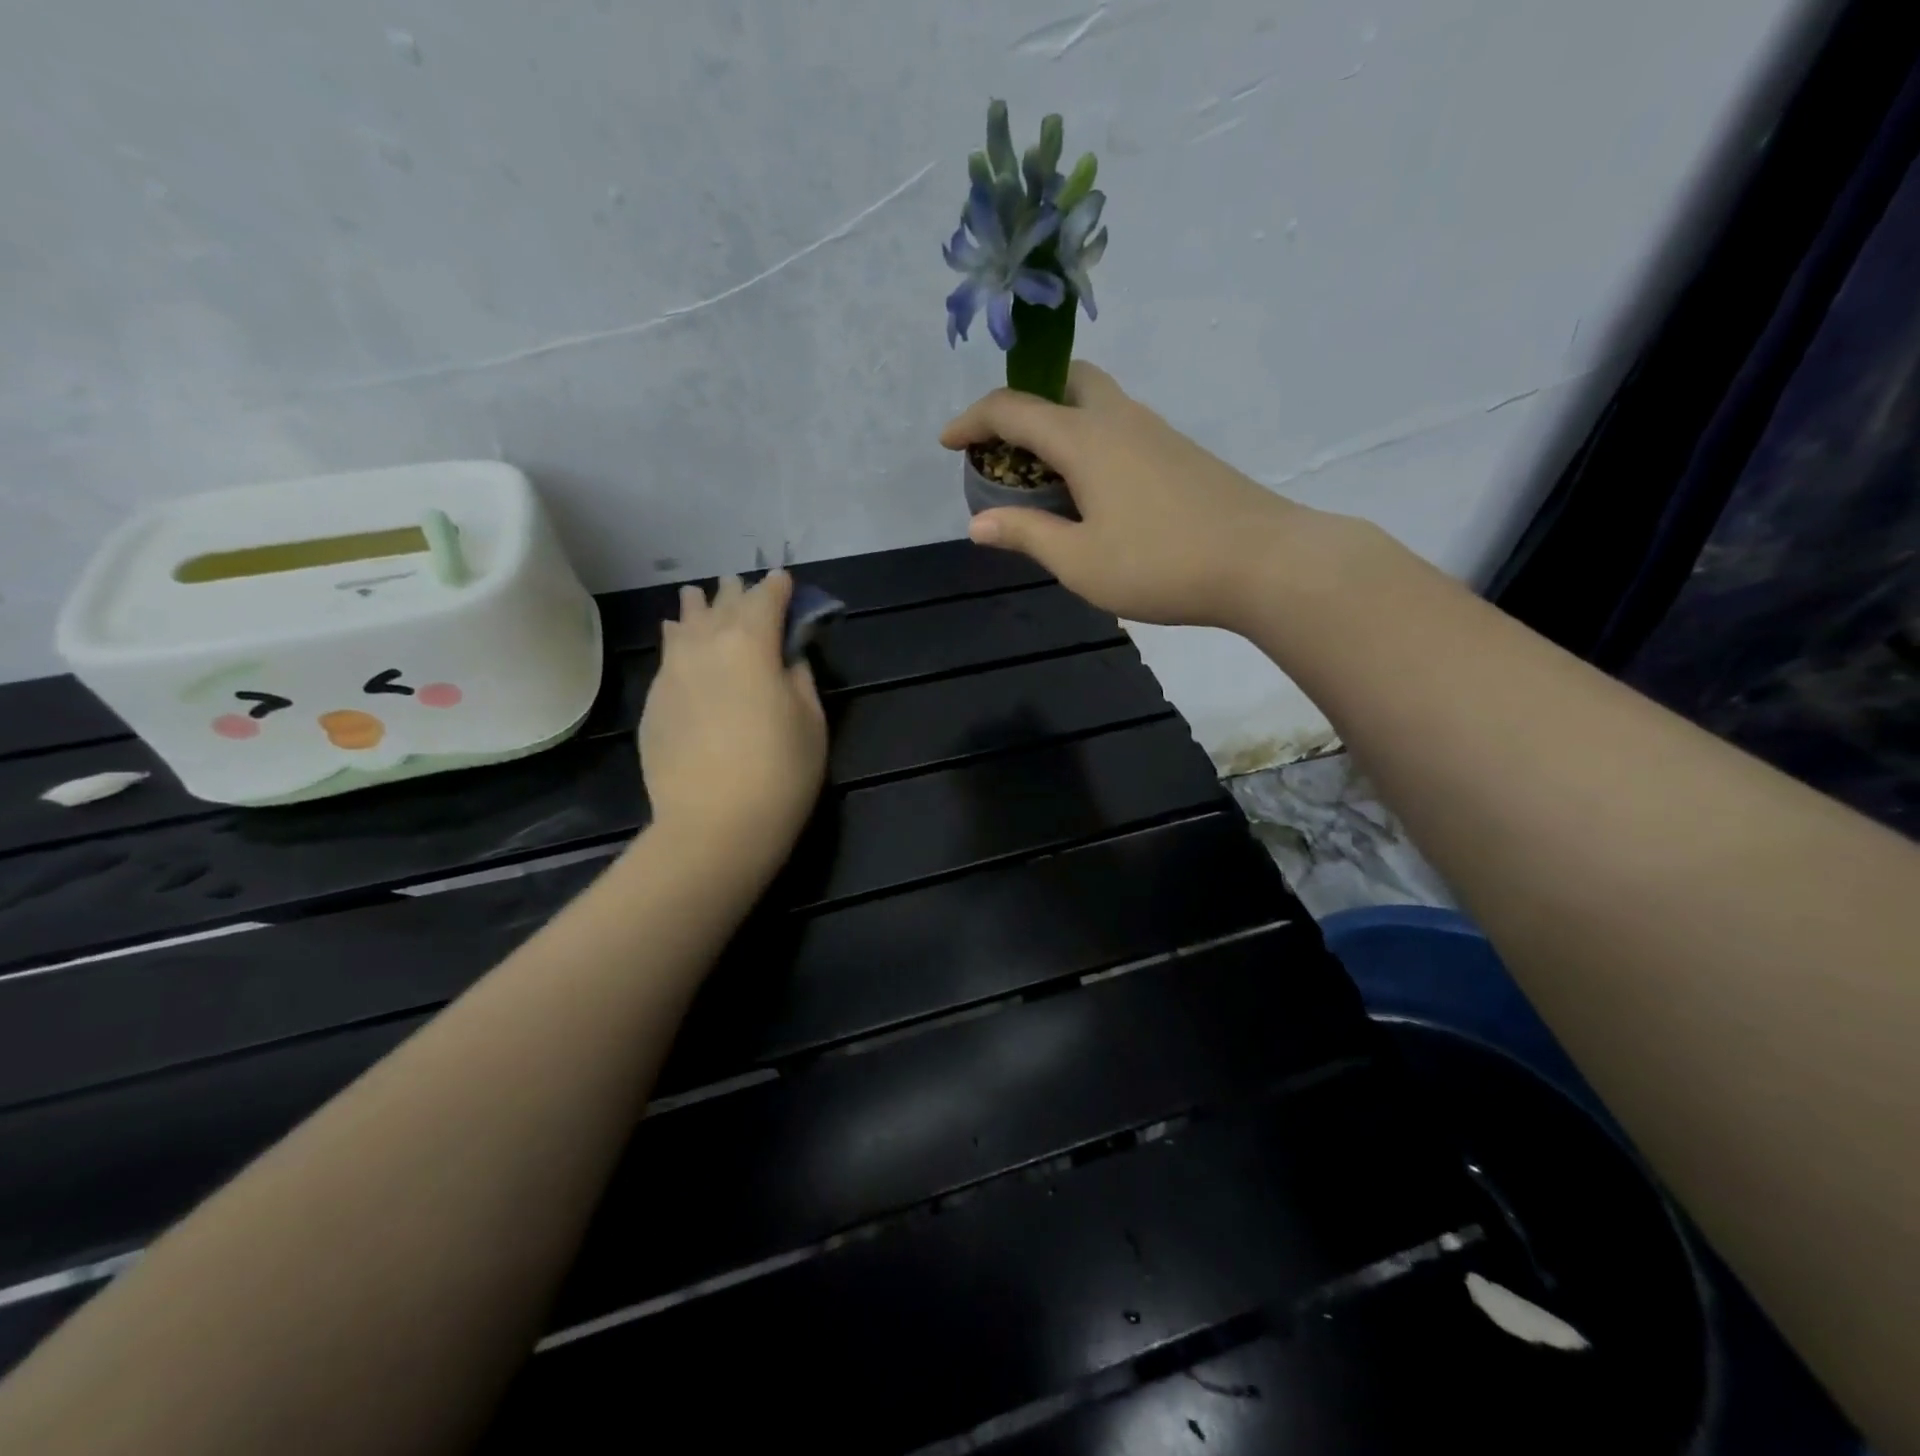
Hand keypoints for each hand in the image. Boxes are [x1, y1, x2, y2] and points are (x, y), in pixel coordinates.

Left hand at [639, 571, 827, 857]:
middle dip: (735, 593)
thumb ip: (799, 680)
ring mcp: (672, 673)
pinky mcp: (653, 702)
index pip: (766, 600)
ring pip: (684, 626)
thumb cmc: (779, 772)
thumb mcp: (811, 723)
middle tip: (741, 585)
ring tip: (698, 597)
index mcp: (751, 644)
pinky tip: (676, 639)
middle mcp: (705, 646)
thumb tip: (787, 661)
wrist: (713, 824)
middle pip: (721, 606)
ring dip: (697, 609)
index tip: (784, 580)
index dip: (778, 587)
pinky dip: (677, 641)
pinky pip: (667, 656)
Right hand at [942, 363, 1350, 629]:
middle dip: (1025, 401)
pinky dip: (1090, 440)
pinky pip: (1120, 427)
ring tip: (1043, 473)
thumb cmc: (1159, 563)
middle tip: (1005, 444)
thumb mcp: (1079, 561)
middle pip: (1065, 381)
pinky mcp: (1180, 453)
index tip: (948, 443)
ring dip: (1060, 421)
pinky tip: (1092, 489)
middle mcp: (1120, 419)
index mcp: (1086, 439)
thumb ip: (1026, 535)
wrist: (1262, 561)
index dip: (973, 421)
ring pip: (1097, 402)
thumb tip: (978, 524)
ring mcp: (1156, 432)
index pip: (1014, 410)